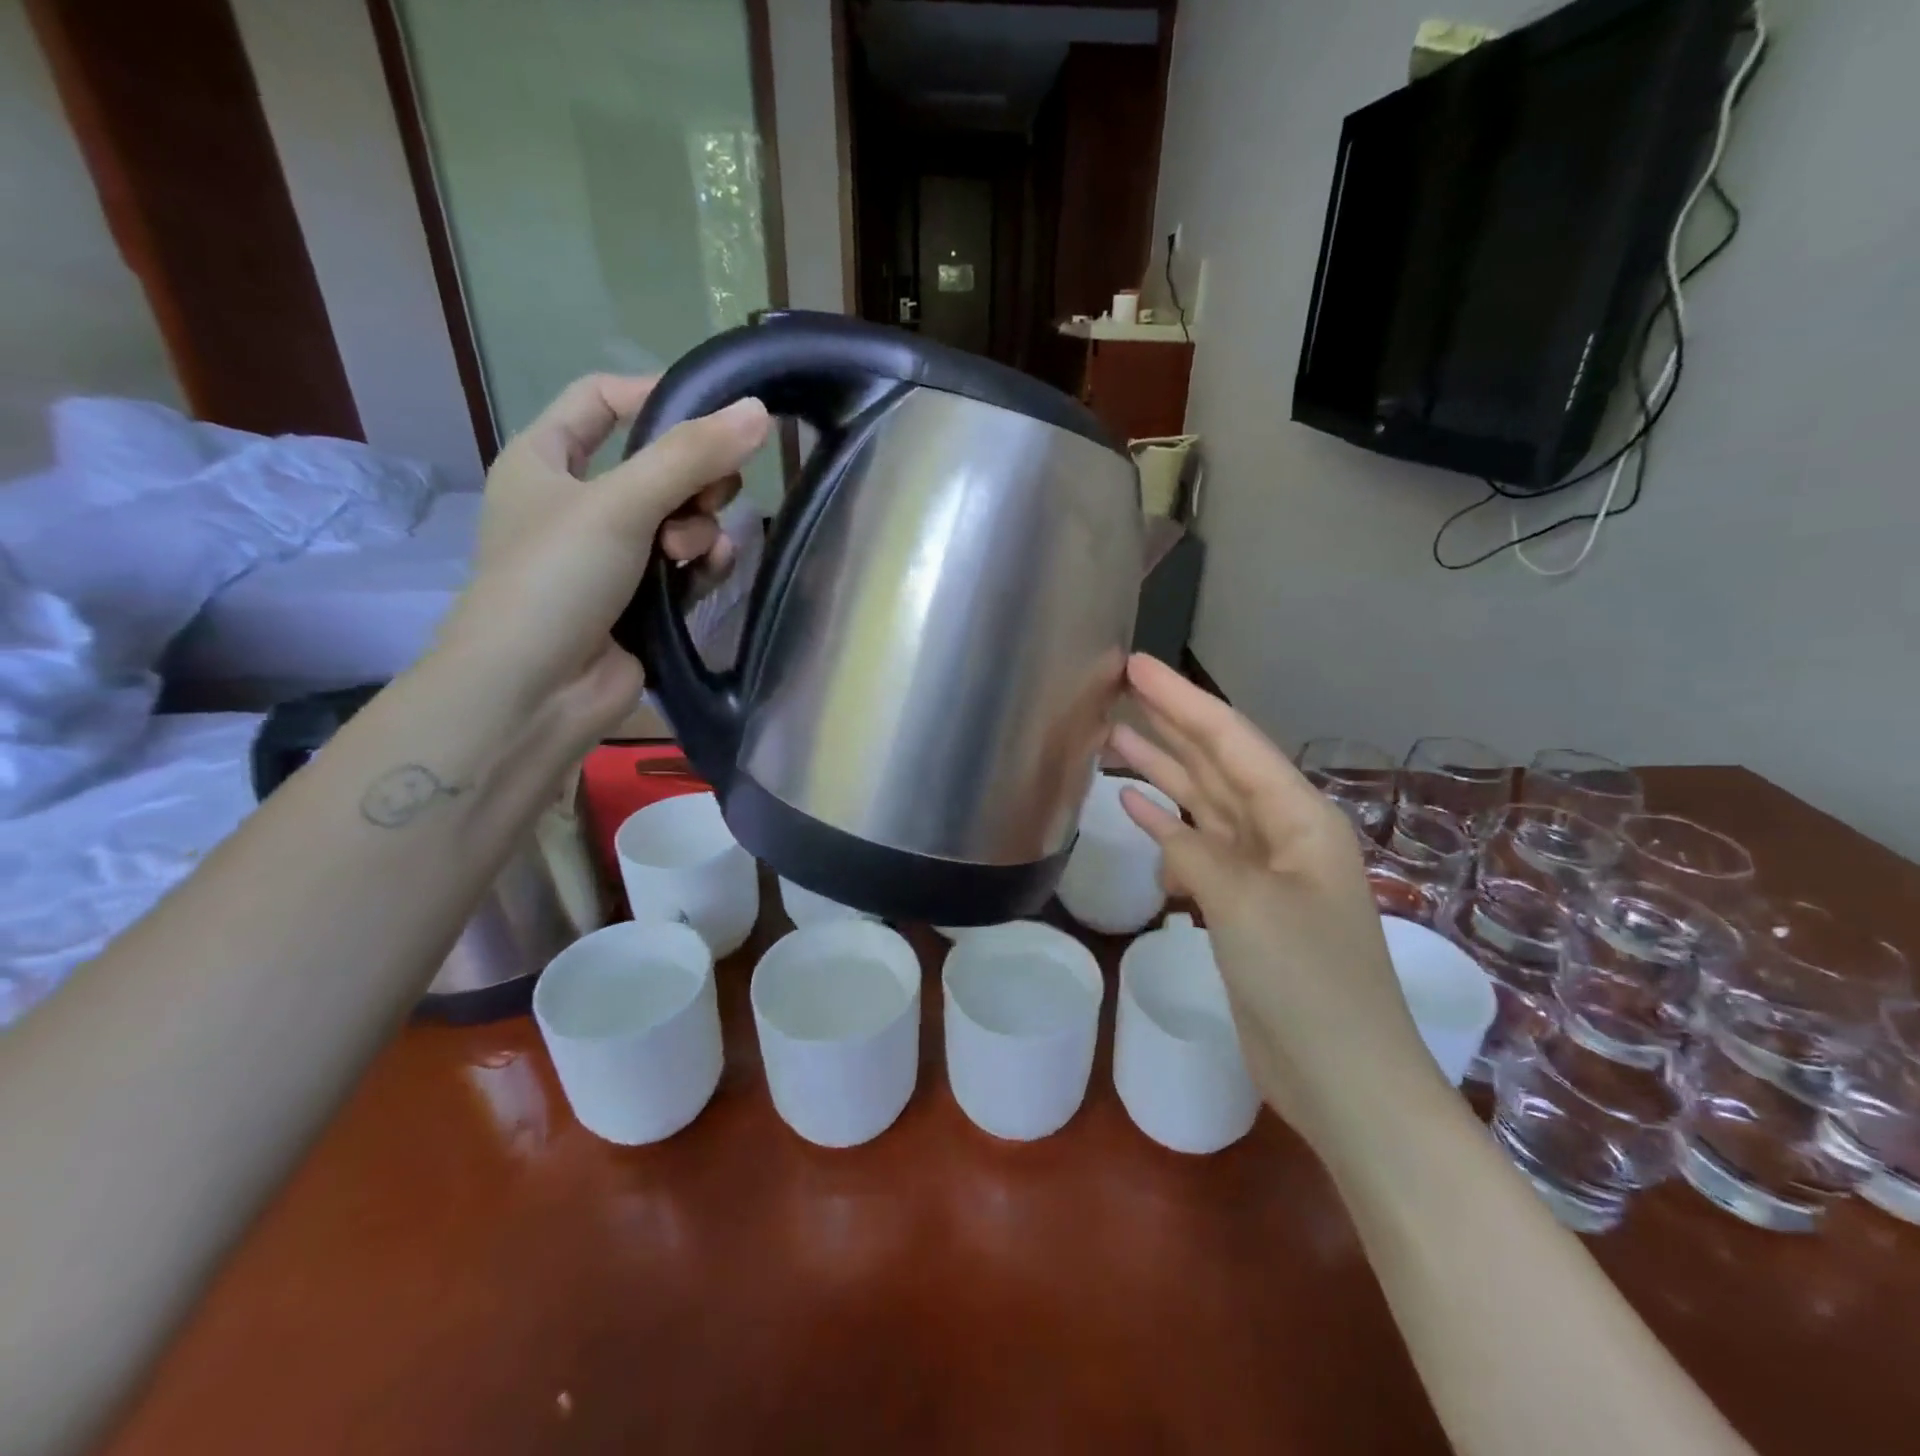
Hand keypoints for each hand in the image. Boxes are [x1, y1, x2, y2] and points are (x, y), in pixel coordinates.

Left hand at [437, 374, 769, 739]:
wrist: (536, 692)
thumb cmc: (556, 578)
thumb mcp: (619, 503)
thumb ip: (690, 456)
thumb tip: (759, 411)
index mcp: (546, 460)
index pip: (601, 400)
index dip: (654, 395)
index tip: (713, 408)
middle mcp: (579, 502)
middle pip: (656, 463)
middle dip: (692, 478)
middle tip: (712, 494)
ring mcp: (613, 555)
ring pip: (679, 518)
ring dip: (698, 528)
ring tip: (688, 553)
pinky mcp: (642, 600)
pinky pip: (686, 565)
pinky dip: (702, 565)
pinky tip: (707, 573)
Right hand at [1108, 654, 1445, 1153]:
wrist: (1343, 1077)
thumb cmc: (1307, 984)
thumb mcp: (1246, 905)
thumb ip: (1196, 851)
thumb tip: (1161, 826)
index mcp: (1298, 818)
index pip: (1231, 740)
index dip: (1181, 700)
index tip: (1136, 665)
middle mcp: (1282, 832)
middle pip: (1217, 762)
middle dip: (1169, 723)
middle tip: (1117, 687)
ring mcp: (1261, 869)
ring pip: (1203, 802)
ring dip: (1162, 770)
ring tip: (1113, 737)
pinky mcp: (1241, 904)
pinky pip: (1197, 848)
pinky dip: (1166, 827)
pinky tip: (1134, 807)